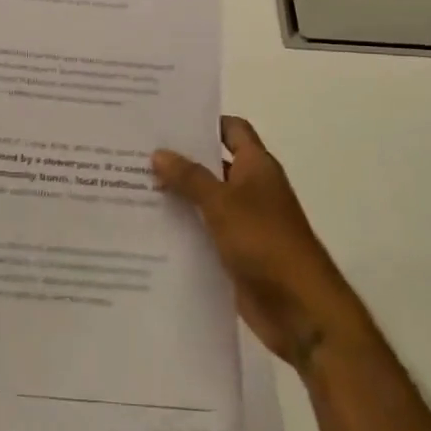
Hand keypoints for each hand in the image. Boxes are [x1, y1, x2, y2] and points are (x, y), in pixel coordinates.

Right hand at [153, 117, 363, 369]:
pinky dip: (182, 229)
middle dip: (179, 160)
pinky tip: (147, 229)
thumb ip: (190, 178)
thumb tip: (158, 152)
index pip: (231, 129)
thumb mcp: (223, 204)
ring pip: (204, 201)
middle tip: (135, 152)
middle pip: (213, 164)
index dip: (204, 122)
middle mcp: (251, 188)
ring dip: (176, 197)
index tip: (166, 121)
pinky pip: (203, 233)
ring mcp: (243, 222)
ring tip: (130, 187)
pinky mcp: (235, 253)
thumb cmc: (265, 242)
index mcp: (256, 166)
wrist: (299, 308)